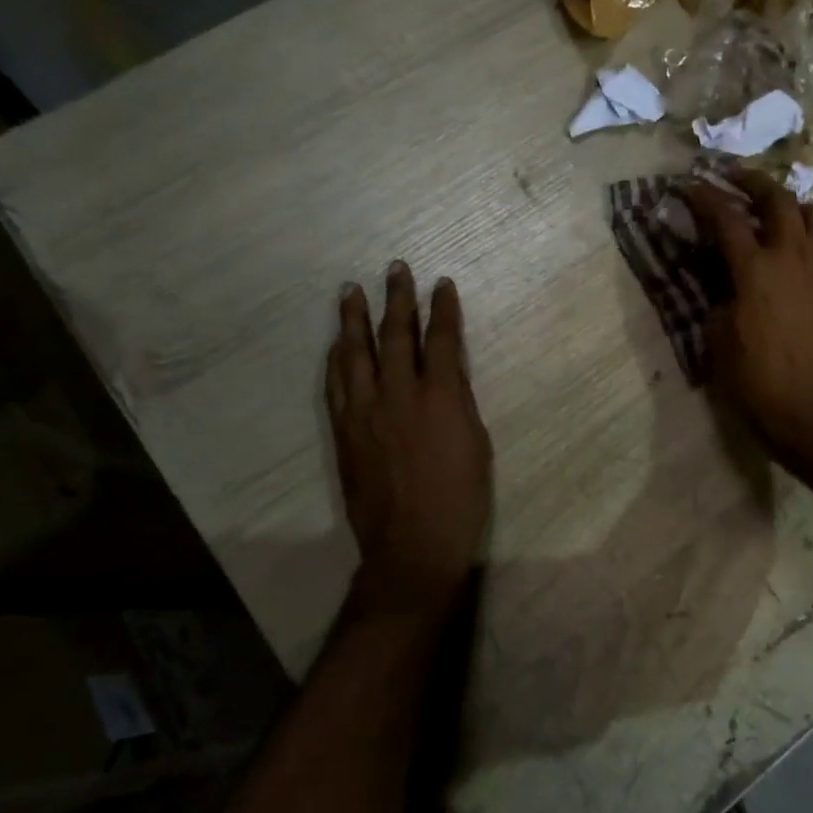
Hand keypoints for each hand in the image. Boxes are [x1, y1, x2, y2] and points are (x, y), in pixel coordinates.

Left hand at [326, 262, 492, 607]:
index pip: (440, 340)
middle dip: (397, 299)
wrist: (413, 542)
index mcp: (440, 397)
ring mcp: (365, 411)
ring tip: (352, 291)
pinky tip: (337, 344)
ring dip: (354, 319)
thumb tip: (445, 376)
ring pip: (356, 353)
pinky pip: (336, 384)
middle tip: (395, 269)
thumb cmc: (460, 497)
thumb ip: (458, 402)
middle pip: (395, 335)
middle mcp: (399, 394)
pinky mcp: (344, 431)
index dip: (442, 309)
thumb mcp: (476, 443)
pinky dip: (337, 358)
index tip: (441, 284)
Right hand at [686, 169, 812, 461]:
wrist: (811, 408)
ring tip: (772, 210)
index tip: (688, 184)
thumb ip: (720, 296)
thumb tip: (724, 279)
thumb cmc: (755, 378)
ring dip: (789, 203)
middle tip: (734, 178)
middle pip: (778, 198)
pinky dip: (807, 233)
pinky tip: (794, 248)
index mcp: (756, 269)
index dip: (704, 196)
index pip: (726, 218)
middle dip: (753, 181)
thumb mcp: (720, 336)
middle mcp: (792, 257)